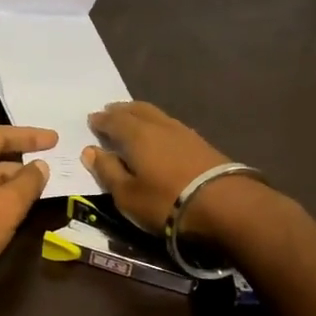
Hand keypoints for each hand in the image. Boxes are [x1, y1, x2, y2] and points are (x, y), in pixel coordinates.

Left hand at [0, 126, 56, 310]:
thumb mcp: (5, 206)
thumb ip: (28, 182)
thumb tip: (41, 165)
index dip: (29, 136)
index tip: (57, 139)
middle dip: (23, 159)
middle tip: (55, 161)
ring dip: (15, 181)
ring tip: (46, 184)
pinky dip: (3, 198)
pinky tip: (22, 207)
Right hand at [82, 102, 243, 236]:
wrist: (226, 205)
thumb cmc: (166, 201)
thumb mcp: (127, 195)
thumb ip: (107, 171)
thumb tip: (90, 150)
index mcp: (137, 135)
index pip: (114, 120)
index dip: (101, 120)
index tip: (92, 119)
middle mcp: (159, 126)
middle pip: (137, 110)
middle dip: (121, 110)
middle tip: (110, 111)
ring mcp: (184, 132)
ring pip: (157, 115)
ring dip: (141, 114)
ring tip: (133, 119)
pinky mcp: (202, 143)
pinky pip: (171, 125)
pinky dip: (158, 124)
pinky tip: (160, 134)